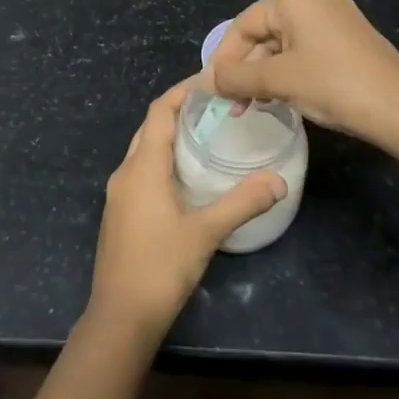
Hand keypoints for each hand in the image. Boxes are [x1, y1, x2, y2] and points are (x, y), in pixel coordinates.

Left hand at [86, 77, 285, 340]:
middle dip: (179, 111)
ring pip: (144, 150)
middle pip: (151, 127)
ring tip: (206, 135)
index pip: (159, 111)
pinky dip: (163, 160)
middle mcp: (126, 172)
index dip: (182, 91)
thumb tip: (279, 180)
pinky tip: (187, 176)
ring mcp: (119, 194)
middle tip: (216, 107)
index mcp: (142, 167)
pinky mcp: (120, 214)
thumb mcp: (206, 232)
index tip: (210, 81)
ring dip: (171, 136)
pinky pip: (141, 171)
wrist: (120, 318)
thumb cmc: (160, 267)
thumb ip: (242, 203)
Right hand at [208, 0, 398, 155]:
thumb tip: (204, 80)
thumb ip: (236, 77)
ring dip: (265, 75)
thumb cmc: (334, 85)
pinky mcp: (352, 41)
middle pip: (264, 32)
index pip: (244, 24)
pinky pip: (308, 52)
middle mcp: (316, 0)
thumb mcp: (278, 81)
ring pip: (285, 45)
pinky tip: (284, 99)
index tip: (213, 89)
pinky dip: (289, 73)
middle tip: (233, 103)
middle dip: (245, 68)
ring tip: (253, 107)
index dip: (224, 57)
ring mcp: (338, 20)